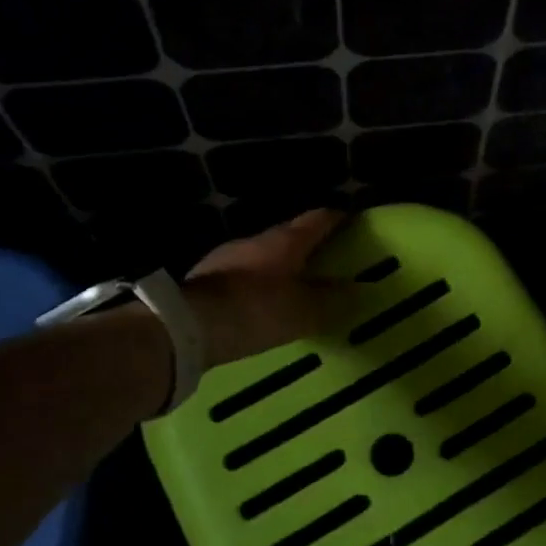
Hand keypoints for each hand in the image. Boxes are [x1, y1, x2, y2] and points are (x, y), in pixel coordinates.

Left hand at [184, 209, 347, 368]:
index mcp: (285, 241)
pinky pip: (243, 275)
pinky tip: (261, 301)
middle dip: (309, 245)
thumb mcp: (304, 312)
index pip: (318, 218)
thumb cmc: (256, 310)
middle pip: (289, 235)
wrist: (187, 327)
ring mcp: (227, 256)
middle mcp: (256, 240)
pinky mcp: (206, 278)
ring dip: (281, 266)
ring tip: (296, 284)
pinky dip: (258, 283)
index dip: (338, 218)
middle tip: (328, 260)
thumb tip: (358, 289)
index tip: (353, 221)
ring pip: (264, 255)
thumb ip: (332, 300)